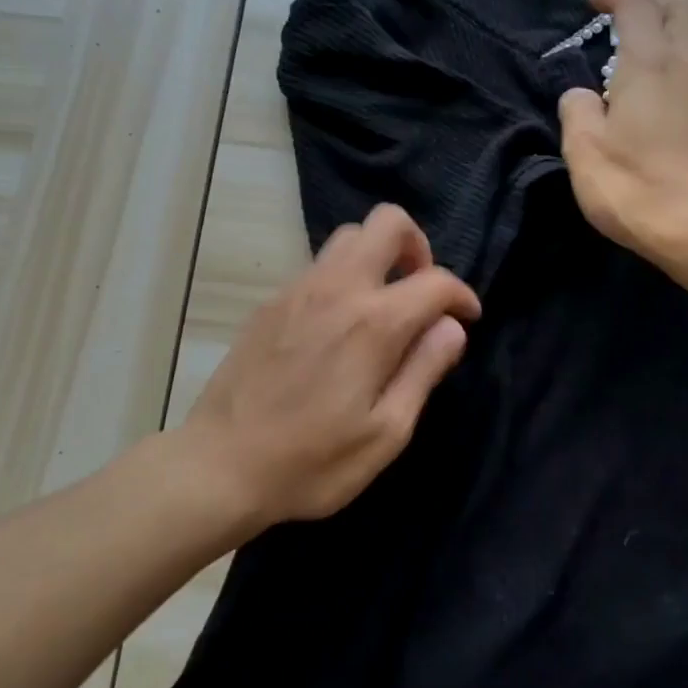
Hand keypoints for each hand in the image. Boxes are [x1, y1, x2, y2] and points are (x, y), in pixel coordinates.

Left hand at [180, 203, 480, 532]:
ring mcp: (297, 290)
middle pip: (386, 222)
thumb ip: (424, 371)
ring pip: (348, 237)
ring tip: (383, 305)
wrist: (219, 465)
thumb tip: (451, 327)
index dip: (462, 295)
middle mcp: (336, 289)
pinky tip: (338, 326)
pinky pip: (318, 266)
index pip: (435, 280)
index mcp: (372, 323)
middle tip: (421, 292)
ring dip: (377, 256)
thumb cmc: (312, 461)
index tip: (467, 319)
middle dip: (418, 246)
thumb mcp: (385, 433)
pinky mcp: (270, 303)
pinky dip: (343, 277)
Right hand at [558, 0, 687, 265]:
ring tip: (644, 52)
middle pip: (686, 7)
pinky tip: (665, 90)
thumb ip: (577, 111)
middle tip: (627, 18)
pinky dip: (684, 62)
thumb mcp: (583, 151)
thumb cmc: (634, 187)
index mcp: (649, 64)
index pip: (638, 5)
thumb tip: (581, 94)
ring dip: (674, 31)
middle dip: (656, 1)